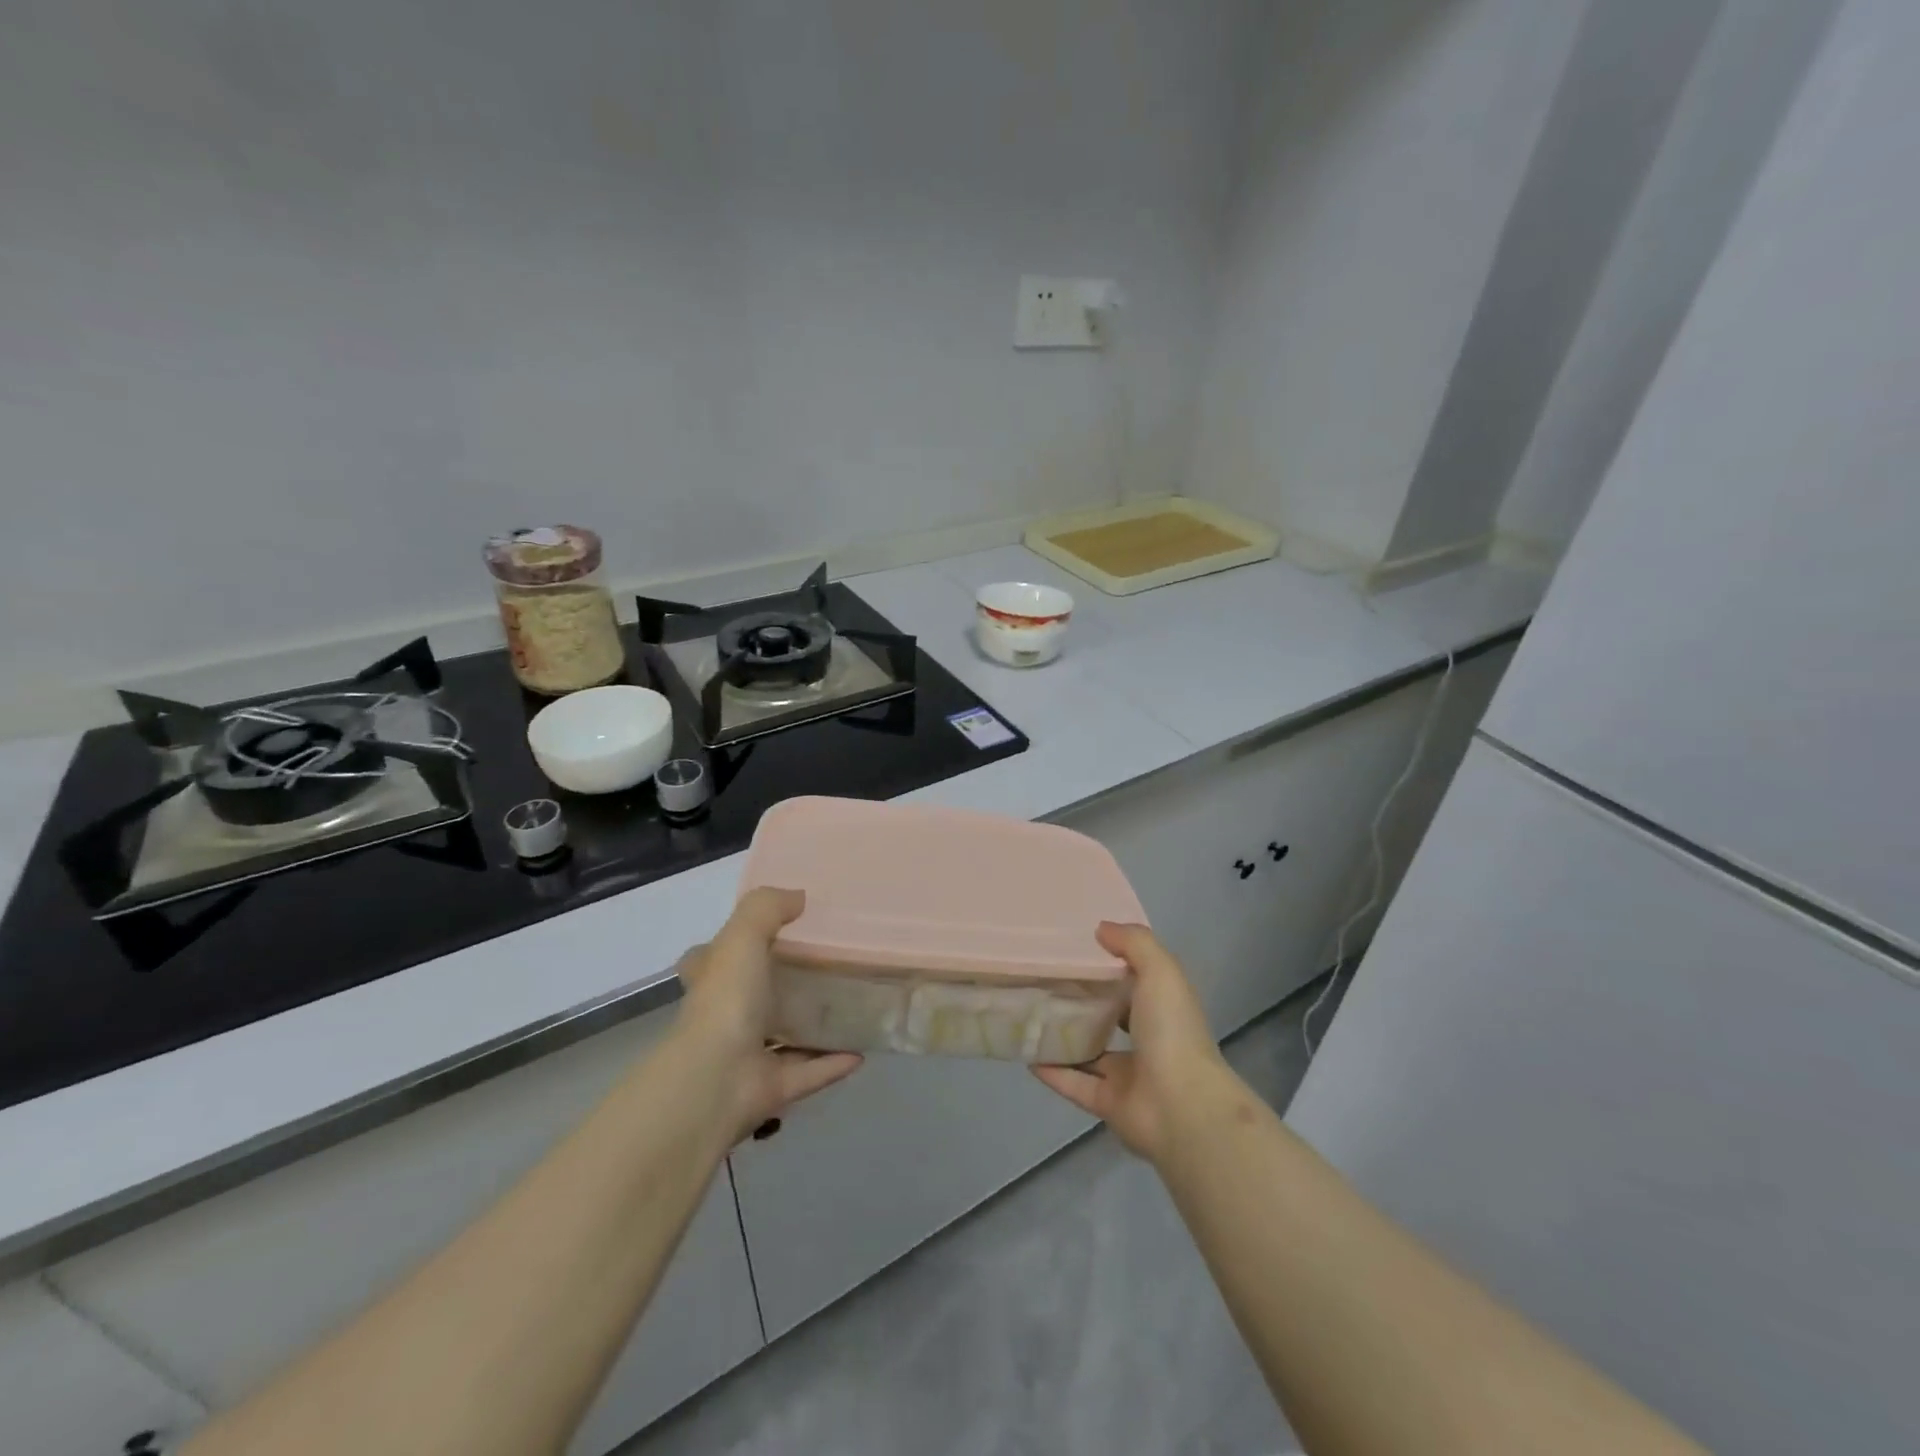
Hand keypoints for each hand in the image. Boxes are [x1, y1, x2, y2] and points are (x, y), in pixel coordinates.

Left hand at [674, 887, 861, 1141]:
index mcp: (711, 982)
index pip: (709, 960)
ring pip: (784, 1037)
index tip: (766, 934)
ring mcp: (748, 1056)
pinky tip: (862, 1049)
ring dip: (812, 1027)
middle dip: (781, 985)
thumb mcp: (742, 937)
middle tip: (826, 965)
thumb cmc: (726, 1001)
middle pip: (753, 997)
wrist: (717, 1080)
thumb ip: (768, 909)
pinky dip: (833, 1062)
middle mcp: (725, 1018)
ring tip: (851, 1006)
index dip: (728, 947)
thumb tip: (798, 896)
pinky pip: (809, 1071)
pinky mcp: (772, 1087)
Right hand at [1032, 922, 1237, 1164]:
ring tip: (1029, 1013)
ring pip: (1089, 1052)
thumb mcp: (1160, 971)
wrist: (1180, 1107)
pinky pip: (1074, 1084)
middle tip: (1043, 978)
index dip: (1110, 963)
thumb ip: (1133, 943)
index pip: (1135, 980)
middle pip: (1110, 1016)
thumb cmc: (1172, 1030)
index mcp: (1163, 1007)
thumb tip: (1102, 928)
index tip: (1076, 946)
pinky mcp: (1107, 1103)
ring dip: (1064, 1036)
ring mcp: (1128, 1075)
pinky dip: (1052, 1071)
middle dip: (1082, 1000)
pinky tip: (1027, 1053)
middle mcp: (1148, 1039)